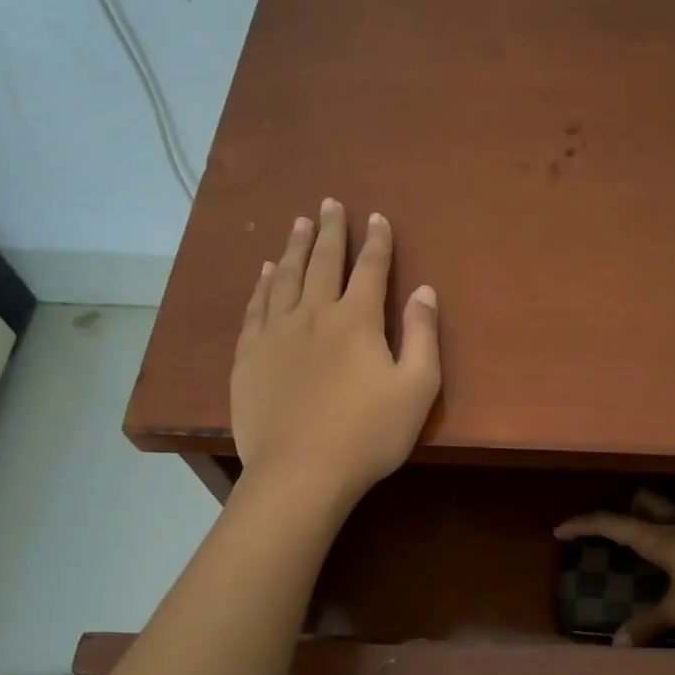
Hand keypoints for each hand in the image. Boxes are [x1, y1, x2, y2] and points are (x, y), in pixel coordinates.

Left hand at [231, 199, 440, 507]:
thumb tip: (424, 291)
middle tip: (330, 203)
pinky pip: (256, 307)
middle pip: (323, 262)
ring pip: (286, 277)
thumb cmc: (368, 434)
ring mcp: (276, 333)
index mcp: (356, 320)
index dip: (376, 242)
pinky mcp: (249, 356)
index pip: (370, 269)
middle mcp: (313, 314)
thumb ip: (422, 335)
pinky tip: (266, 271)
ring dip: (296, 247)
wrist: (301, 472)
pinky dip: (263, 284)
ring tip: (300, 223)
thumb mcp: (416, 388)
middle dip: (331, 230)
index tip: (377, 217)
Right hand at [554, 493, 674, 645]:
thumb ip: (651, 624)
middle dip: (627, 510)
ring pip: (673, 514)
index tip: (560, 530)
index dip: (583, 526)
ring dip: (657, 523)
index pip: (611, 524)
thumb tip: (618, 643)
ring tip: (651, 545)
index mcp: (659, 537)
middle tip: (614, 527)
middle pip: (646, 504)